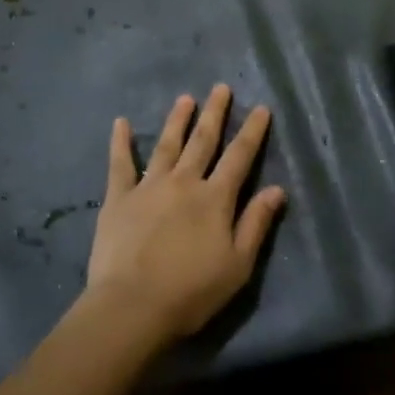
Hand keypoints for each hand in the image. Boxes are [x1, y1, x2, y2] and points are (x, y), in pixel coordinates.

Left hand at [83, 84, 286, 343]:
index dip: (252, 131)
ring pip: (167, 145)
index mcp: (215, 199)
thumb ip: (256, 223)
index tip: (261, 108)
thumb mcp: (238, 264)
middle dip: (215, 113)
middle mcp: (184, 183)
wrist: (132, 307)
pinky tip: (121, 123)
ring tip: (185, 99)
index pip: (239, 157)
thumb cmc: (192, 291)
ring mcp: (149, 187)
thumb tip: (276, 189)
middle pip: (203, 141)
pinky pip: (120, 164)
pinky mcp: (118, 199)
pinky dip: (121, 142)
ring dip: (177, 120)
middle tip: (221, 87)